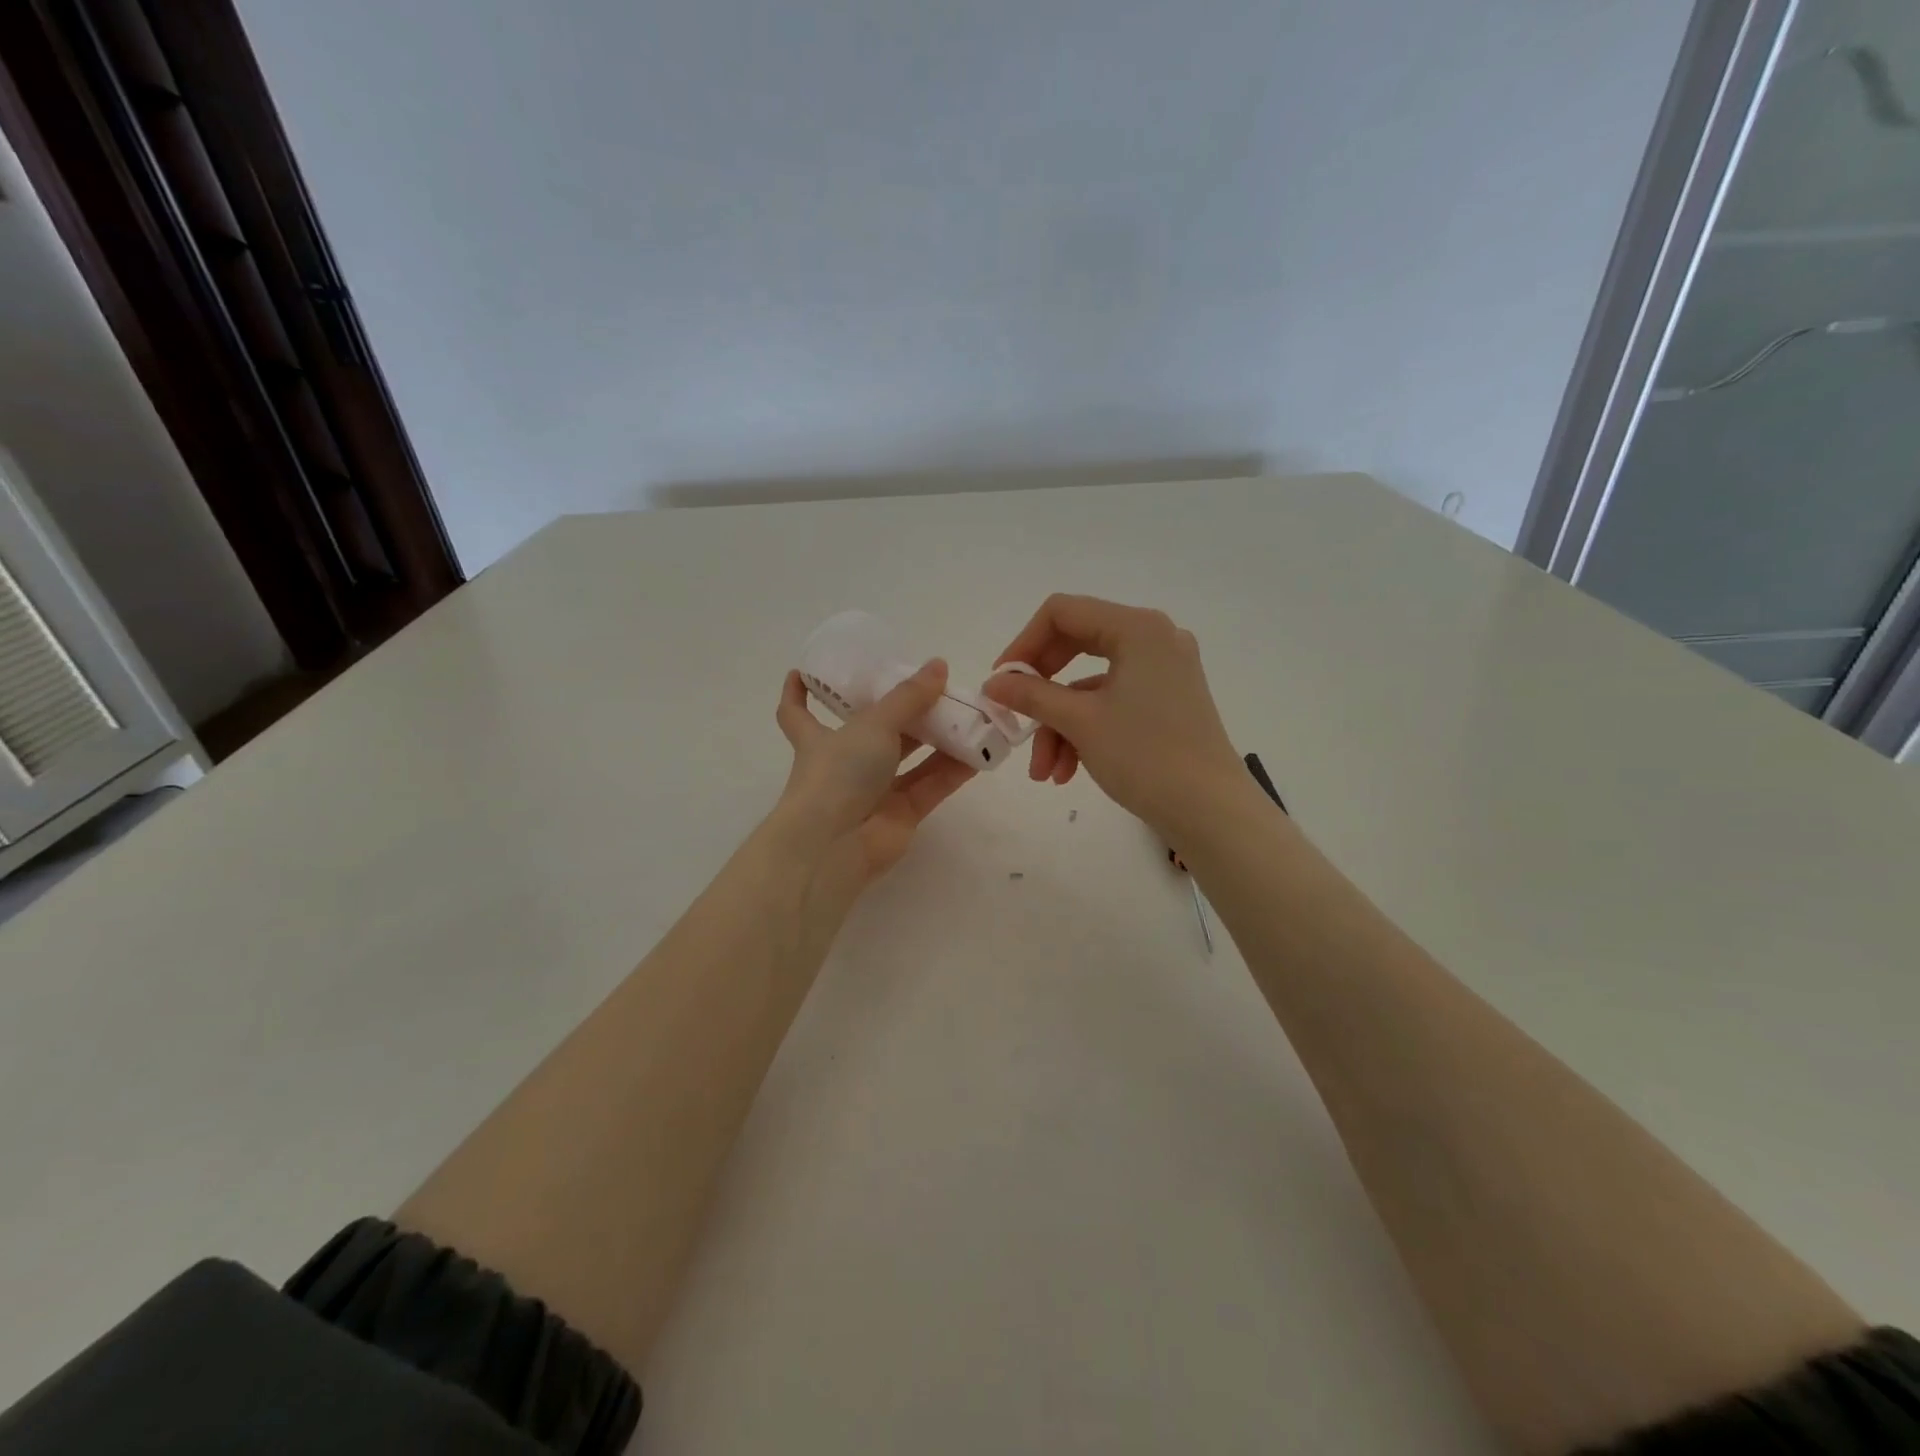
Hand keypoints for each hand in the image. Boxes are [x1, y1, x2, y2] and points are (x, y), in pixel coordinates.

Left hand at [769, 660, 976, 898]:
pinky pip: (931, 785)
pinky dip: (954, 769)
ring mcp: (874, 792)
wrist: (835, 846)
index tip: (800, 672)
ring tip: (970, 713)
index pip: (798, 712)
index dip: (798, 692)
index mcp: (818, 738)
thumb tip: (939, 665)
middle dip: (904, 711)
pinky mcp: (902, 815)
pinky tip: (981, 750)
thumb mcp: (872, 724)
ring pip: (910, 758)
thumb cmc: (838, 774)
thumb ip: (908, 697)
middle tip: (935, 688)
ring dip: (938, 737)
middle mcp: (844, 764)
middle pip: (875, 731)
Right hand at [984, 595, 1247, 842]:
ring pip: (1090, 685)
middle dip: (1040, 693)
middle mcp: (1154, 638)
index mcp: (1137, 628)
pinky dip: (1085, 731)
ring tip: (1044, 772)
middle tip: (1014, 718)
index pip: (1062, 612)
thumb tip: (993, 684)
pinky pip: (1112, 702)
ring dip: (1059, 725)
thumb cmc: (1145, 756)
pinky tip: (1067, 772)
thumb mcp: (1080, 722)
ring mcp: (1164, 670)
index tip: (1000, 683)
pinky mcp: (1167, 699)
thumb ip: (1031, 695)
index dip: (1023, 644)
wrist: (1210, 811)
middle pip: (1075, 646)